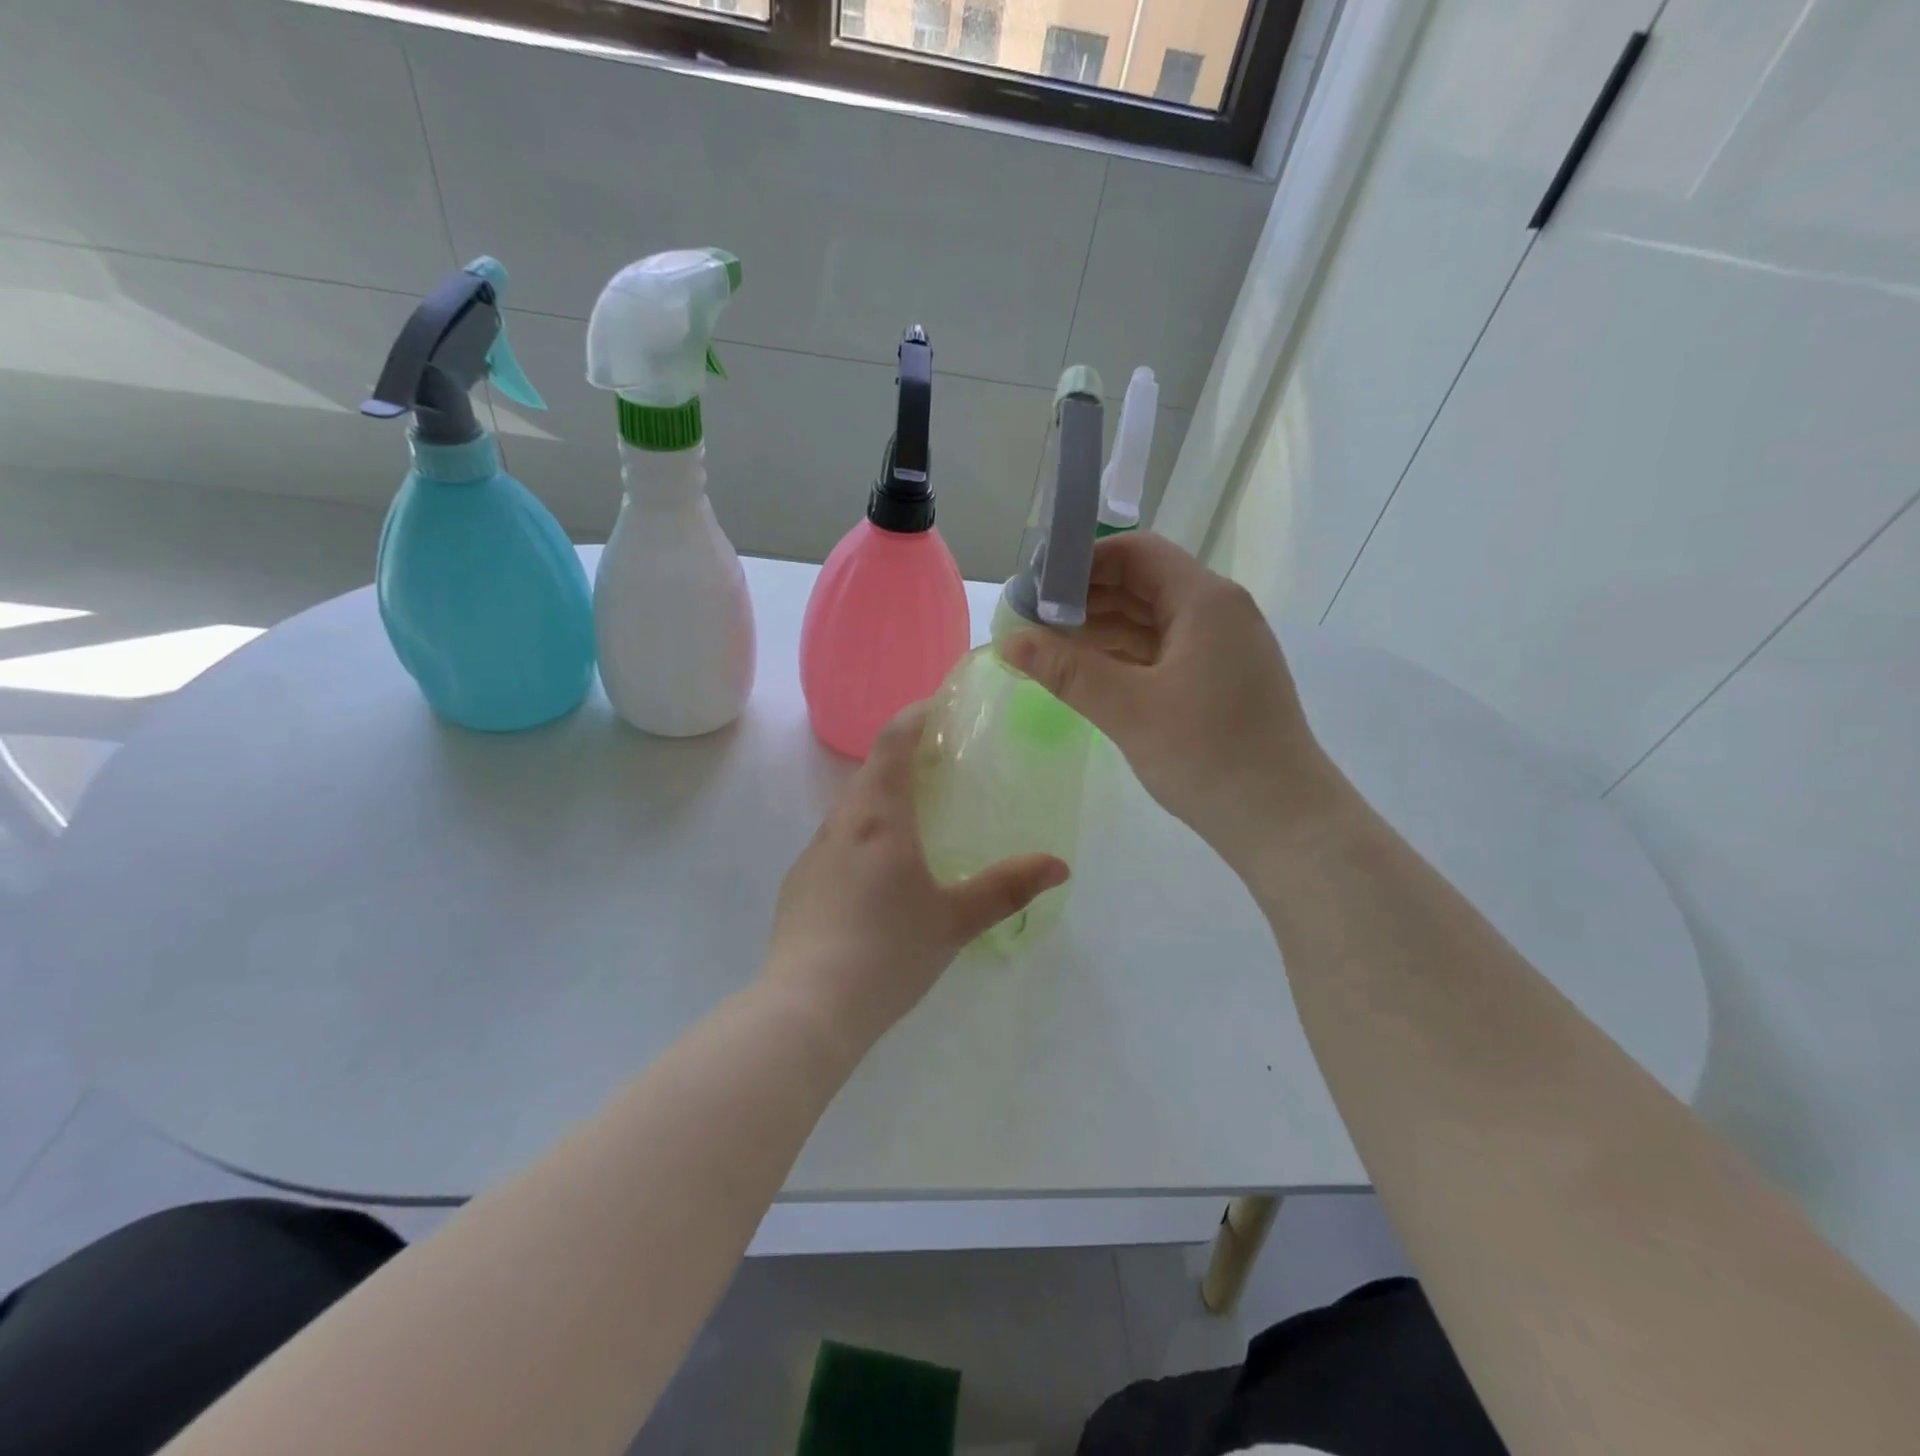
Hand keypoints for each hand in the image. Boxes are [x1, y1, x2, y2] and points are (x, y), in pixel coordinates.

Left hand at [762, 703, 1069, 1052]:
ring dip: (881, 798)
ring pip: (851, 808)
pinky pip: (835, 842)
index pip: (892, 743)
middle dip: (904, 758)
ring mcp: (813, 854)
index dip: (915, 717)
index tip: (940, 709)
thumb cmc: (888, 952)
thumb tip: (1060, 865)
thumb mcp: (955, 921)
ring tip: (916, 819)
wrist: (808, 1007)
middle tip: (942, 766)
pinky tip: (878, 875)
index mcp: (879, 818)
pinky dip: (862, 835)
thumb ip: (1007, 889)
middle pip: (871, 772)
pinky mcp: (798, 884)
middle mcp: (841, 824)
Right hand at [1001, 533, 1349, 870]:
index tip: (1036, 589)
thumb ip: (1066, 670)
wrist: (1283, 821)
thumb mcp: (1128, 709)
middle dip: (1085, 599)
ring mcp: (1222, 648)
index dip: (1082, 563)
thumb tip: (1009, 640)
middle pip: (1143, 584)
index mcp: (1205, 601)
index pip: (1136, 553)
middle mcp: (1218, 613)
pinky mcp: (1220, 680)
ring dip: (1102, 629)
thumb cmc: (1208, 754)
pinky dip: (1125, 656)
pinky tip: (1087, 673)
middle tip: (1032, 623)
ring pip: (1152, 620)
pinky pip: (1163, 651)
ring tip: (1049, 649)